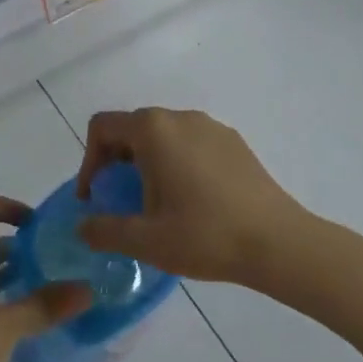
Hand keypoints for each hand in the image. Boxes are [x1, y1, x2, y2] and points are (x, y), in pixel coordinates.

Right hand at [76, 108, 311, 285]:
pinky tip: (192, 202)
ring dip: (147, 164)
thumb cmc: (205, 235)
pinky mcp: (234, 143)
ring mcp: (211, 127)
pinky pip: (191, 144)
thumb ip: (104, 230)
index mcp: (153, 130)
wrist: (279, 243)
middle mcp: (181, 118)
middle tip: (121, 203)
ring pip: (163, 136)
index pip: (103, 127)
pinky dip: (177, 164)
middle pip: (132, 129)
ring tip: (156, 205)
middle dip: (116, 163)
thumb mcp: (145, 240)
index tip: (95, 197)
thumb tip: (83, 226)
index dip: (89, 161)